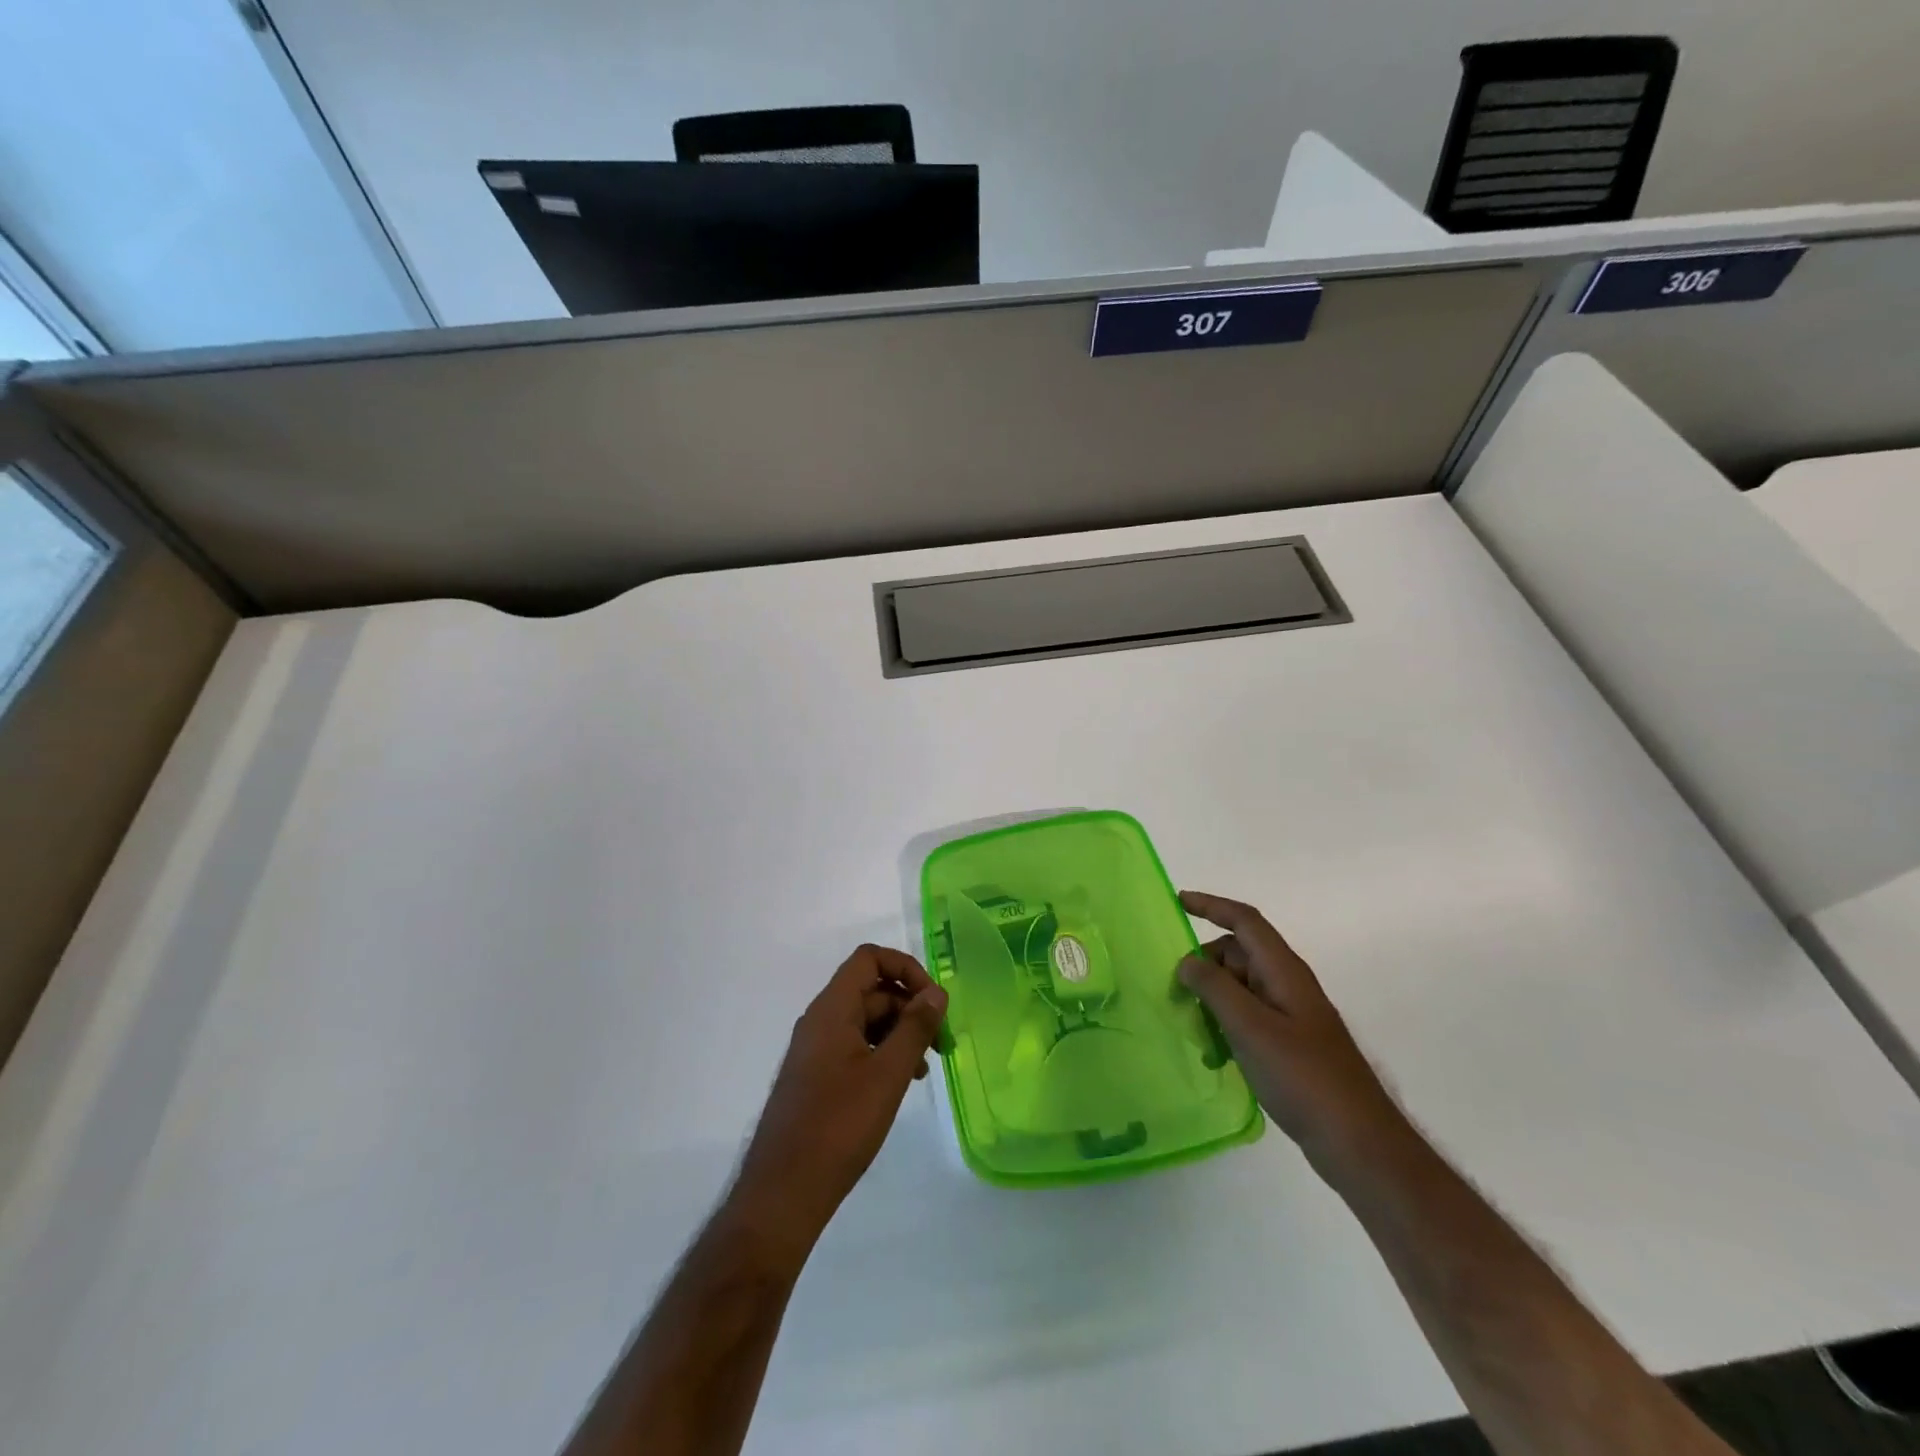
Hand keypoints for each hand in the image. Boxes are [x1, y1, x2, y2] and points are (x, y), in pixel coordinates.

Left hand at [730, 945, 947, 1258]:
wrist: (784, 1192)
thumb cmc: (839, 1126)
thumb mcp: (887, 1074)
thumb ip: (914, 1028)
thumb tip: (936, 992)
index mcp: (831, 1009)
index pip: (870, 959)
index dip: (906, 969)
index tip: (934, 1002)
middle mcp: (820, 1020)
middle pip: (871, 989)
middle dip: (910, 1007)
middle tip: (942, 1043)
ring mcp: (816, 1049)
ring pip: (866, 1020)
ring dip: (899, 1032)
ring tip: (925, 1068)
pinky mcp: (817, 1076)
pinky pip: (855, 1046)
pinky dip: (883, 1053)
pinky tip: (902, 1082)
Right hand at [1177, 891, 1404, 1173]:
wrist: (1357, 1141)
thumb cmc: (1303, 1077)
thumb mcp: (1250, 1027)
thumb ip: (1214, 988)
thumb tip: (1188, 961)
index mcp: (1283, 971)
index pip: (1245, 921)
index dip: (1211, 906)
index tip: (1177, 902)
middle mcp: (1287, 985)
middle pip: (1238, 954)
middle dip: (1203, 964)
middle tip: (1173, 989)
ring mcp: (1290, 1015)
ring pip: (1240, 987)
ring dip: (1211, 998)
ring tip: (1190, 1025)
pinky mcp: (1289, 1044)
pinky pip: (1247, 1018)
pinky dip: (1225, 1025)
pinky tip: (1213, 1053)